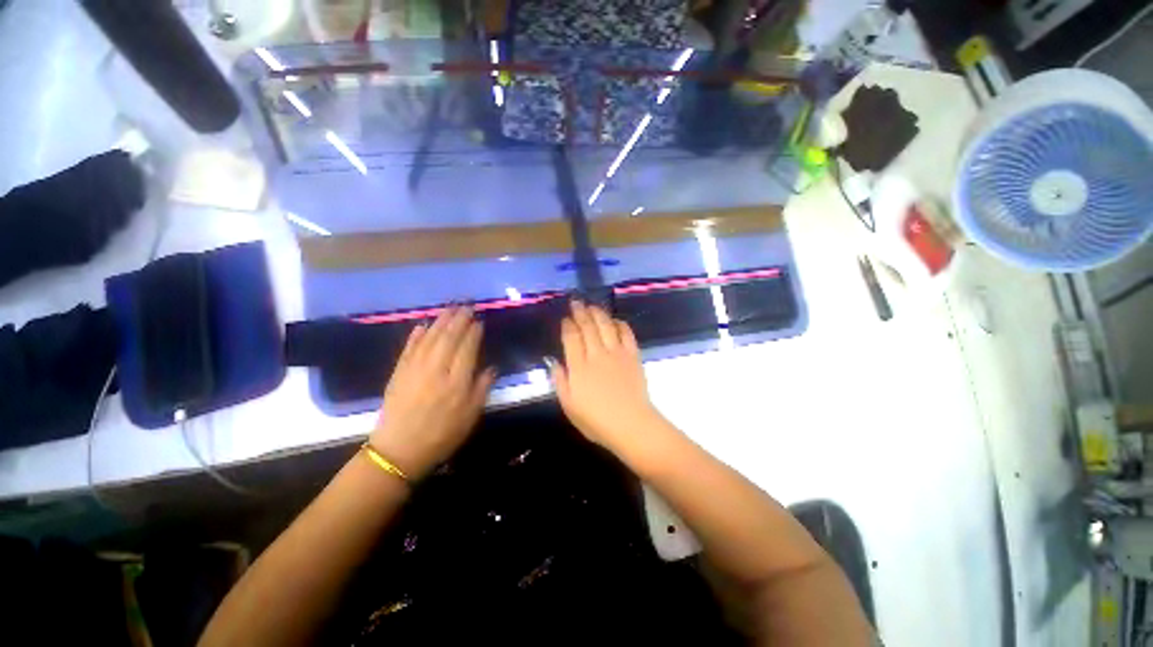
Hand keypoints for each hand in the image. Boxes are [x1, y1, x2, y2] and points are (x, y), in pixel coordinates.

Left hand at [370, 307, 495, 478]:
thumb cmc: (442, 435)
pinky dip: (416, 336)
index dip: (473, 333)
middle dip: (458, 320)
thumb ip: (482, 389)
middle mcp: (436, 370)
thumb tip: (491, 368)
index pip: (467, 349)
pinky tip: (422, 326)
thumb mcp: (470, 416)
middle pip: (448, 338)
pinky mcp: (399, 373)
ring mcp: (415, 370)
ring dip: (440, 321)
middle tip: (466, 306)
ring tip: (449, 308)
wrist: (399, 451)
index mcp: (457, 382)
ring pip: (430, 339)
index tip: (479, 321)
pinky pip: (409, 349)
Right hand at [548, 301, 672, 460]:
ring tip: (592, 305)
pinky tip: (616, 320)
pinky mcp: (632, 356)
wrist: (631, 424)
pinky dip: (620, 324)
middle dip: (581, 312)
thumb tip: (553, 362)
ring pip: (606, 326)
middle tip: (576, 302)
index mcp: (579, 367)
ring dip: (598, 313)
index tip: (566, 318)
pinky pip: (626, 334)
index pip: (571, 338)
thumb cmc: (596, 420)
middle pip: (588, 327)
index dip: (568, 326)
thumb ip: (560, 381)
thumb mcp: (569, 406)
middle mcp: (597, 355)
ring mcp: (616, 353)